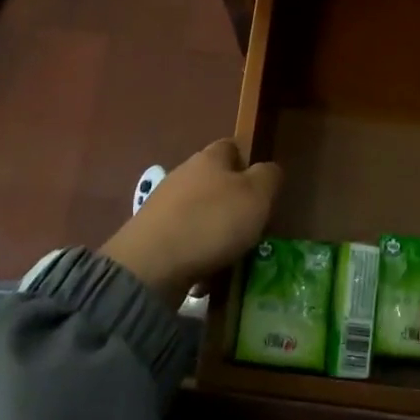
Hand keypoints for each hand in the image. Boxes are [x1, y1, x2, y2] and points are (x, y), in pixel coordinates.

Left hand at [99, 140, 281, 304]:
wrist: (152, 263)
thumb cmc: (213, 221)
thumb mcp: (256, 195)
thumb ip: (268, 177)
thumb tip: (268, 169)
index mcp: (209, 158)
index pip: (231, 146)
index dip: (247, 161)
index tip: (261, 186)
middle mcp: (183, 174)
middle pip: (213, 180)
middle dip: (231, 200)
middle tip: (251, 224)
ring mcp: (163, 204)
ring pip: (198, 211)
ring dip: (214, 229)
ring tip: (231, 254)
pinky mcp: (151, 234)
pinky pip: (183, 238)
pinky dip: (196, 251)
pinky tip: (205, 272)